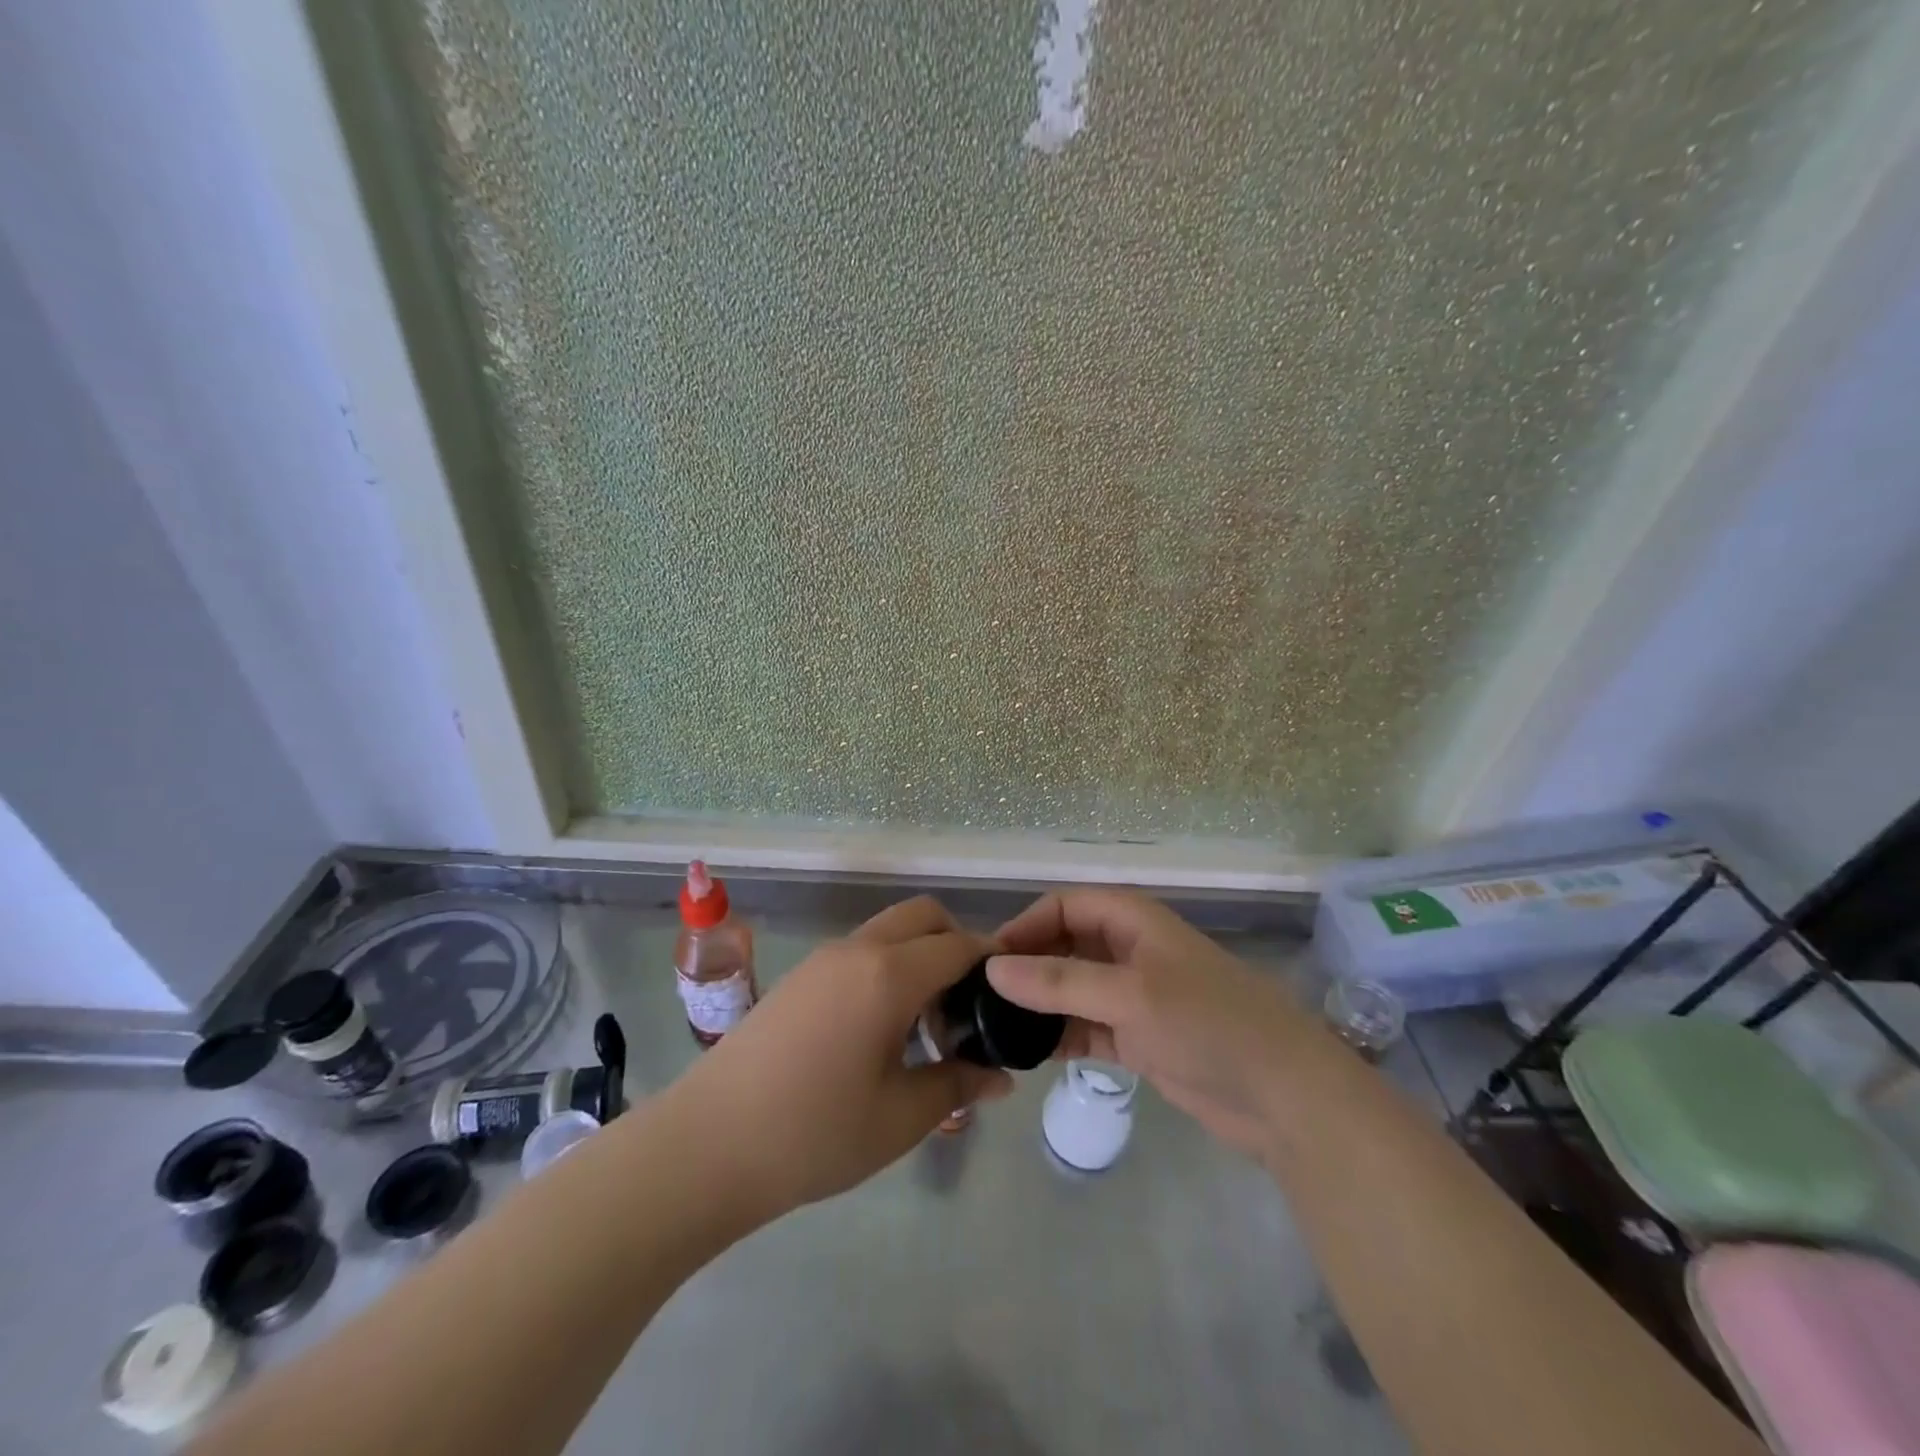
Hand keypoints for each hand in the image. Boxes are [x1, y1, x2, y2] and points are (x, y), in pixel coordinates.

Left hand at [670, 896, 1011, 1218]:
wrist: (706, 1146)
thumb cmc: (813, 1134)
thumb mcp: (899, 1117)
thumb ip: (957, 1084)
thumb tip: (1000, 1076)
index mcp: (889, 974)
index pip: (959, 945)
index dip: (993, 963)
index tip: (1011, 996)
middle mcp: (857, 949)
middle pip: (924, 916)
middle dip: (957, 944)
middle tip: (967, 1007)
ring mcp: (823, 959)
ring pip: (890, 931)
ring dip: (920, 957)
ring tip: (925, 1027)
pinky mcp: (799, 977)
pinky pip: (861, 952)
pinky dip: (888, 968)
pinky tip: (881, 1031)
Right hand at [988, 889, 1315, 1157]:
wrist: (1284, 1096)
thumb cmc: (1207, 1023)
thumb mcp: (1128, 994)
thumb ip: (1058, 981)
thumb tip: (992, 969)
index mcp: (1132, 920)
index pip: (1064, 906)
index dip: (1025, 926)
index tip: (988, 961)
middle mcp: (1129, 950)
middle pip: (1064, 945)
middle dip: (1027, 966)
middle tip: (981, 999)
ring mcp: (1133, 996)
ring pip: (1071, 989)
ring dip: (1038, 1004)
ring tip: (994, 1028)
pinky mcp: (1138, 1038)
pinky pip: (1085, 1026)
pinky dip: (1059, 1036)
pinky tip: (1027, 1053)